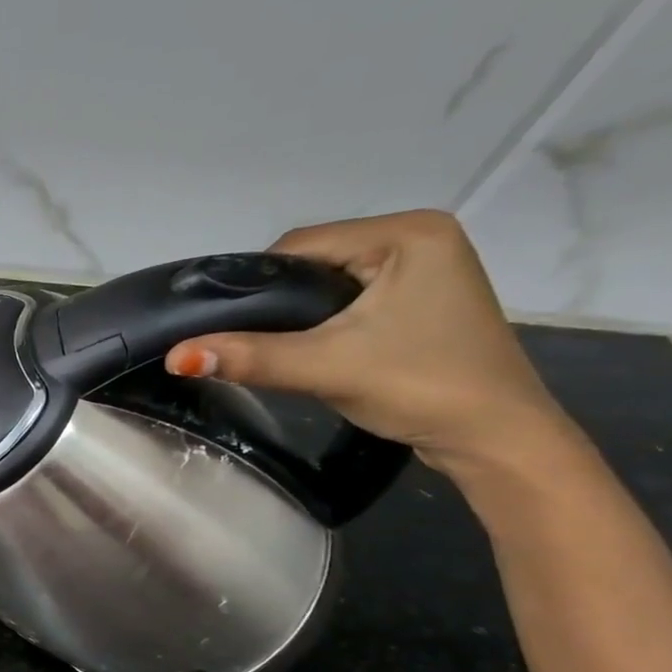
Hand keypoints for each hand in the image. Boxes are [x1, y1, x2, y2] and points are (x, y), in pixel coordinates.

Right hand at [164, 210, 570, 475]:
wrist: (496, 439)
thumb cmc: (420, 387)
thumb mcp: (326, 367)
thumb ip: (250, 357)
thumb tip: (175, 356)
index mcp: (408, 231)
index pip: (301, 245)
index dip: (255, 286)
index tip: (225, 326)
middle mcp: (421, 236)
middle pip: (315, 262)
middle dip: (279, 303)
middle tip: (251, 345)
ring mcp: (426, 267)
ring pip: (331, 282)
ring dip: (300, 315)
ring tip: (279, 351)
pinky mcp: (424, 298)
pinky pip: (353, 298)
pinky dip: (326, 322)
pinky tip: (313, 349)